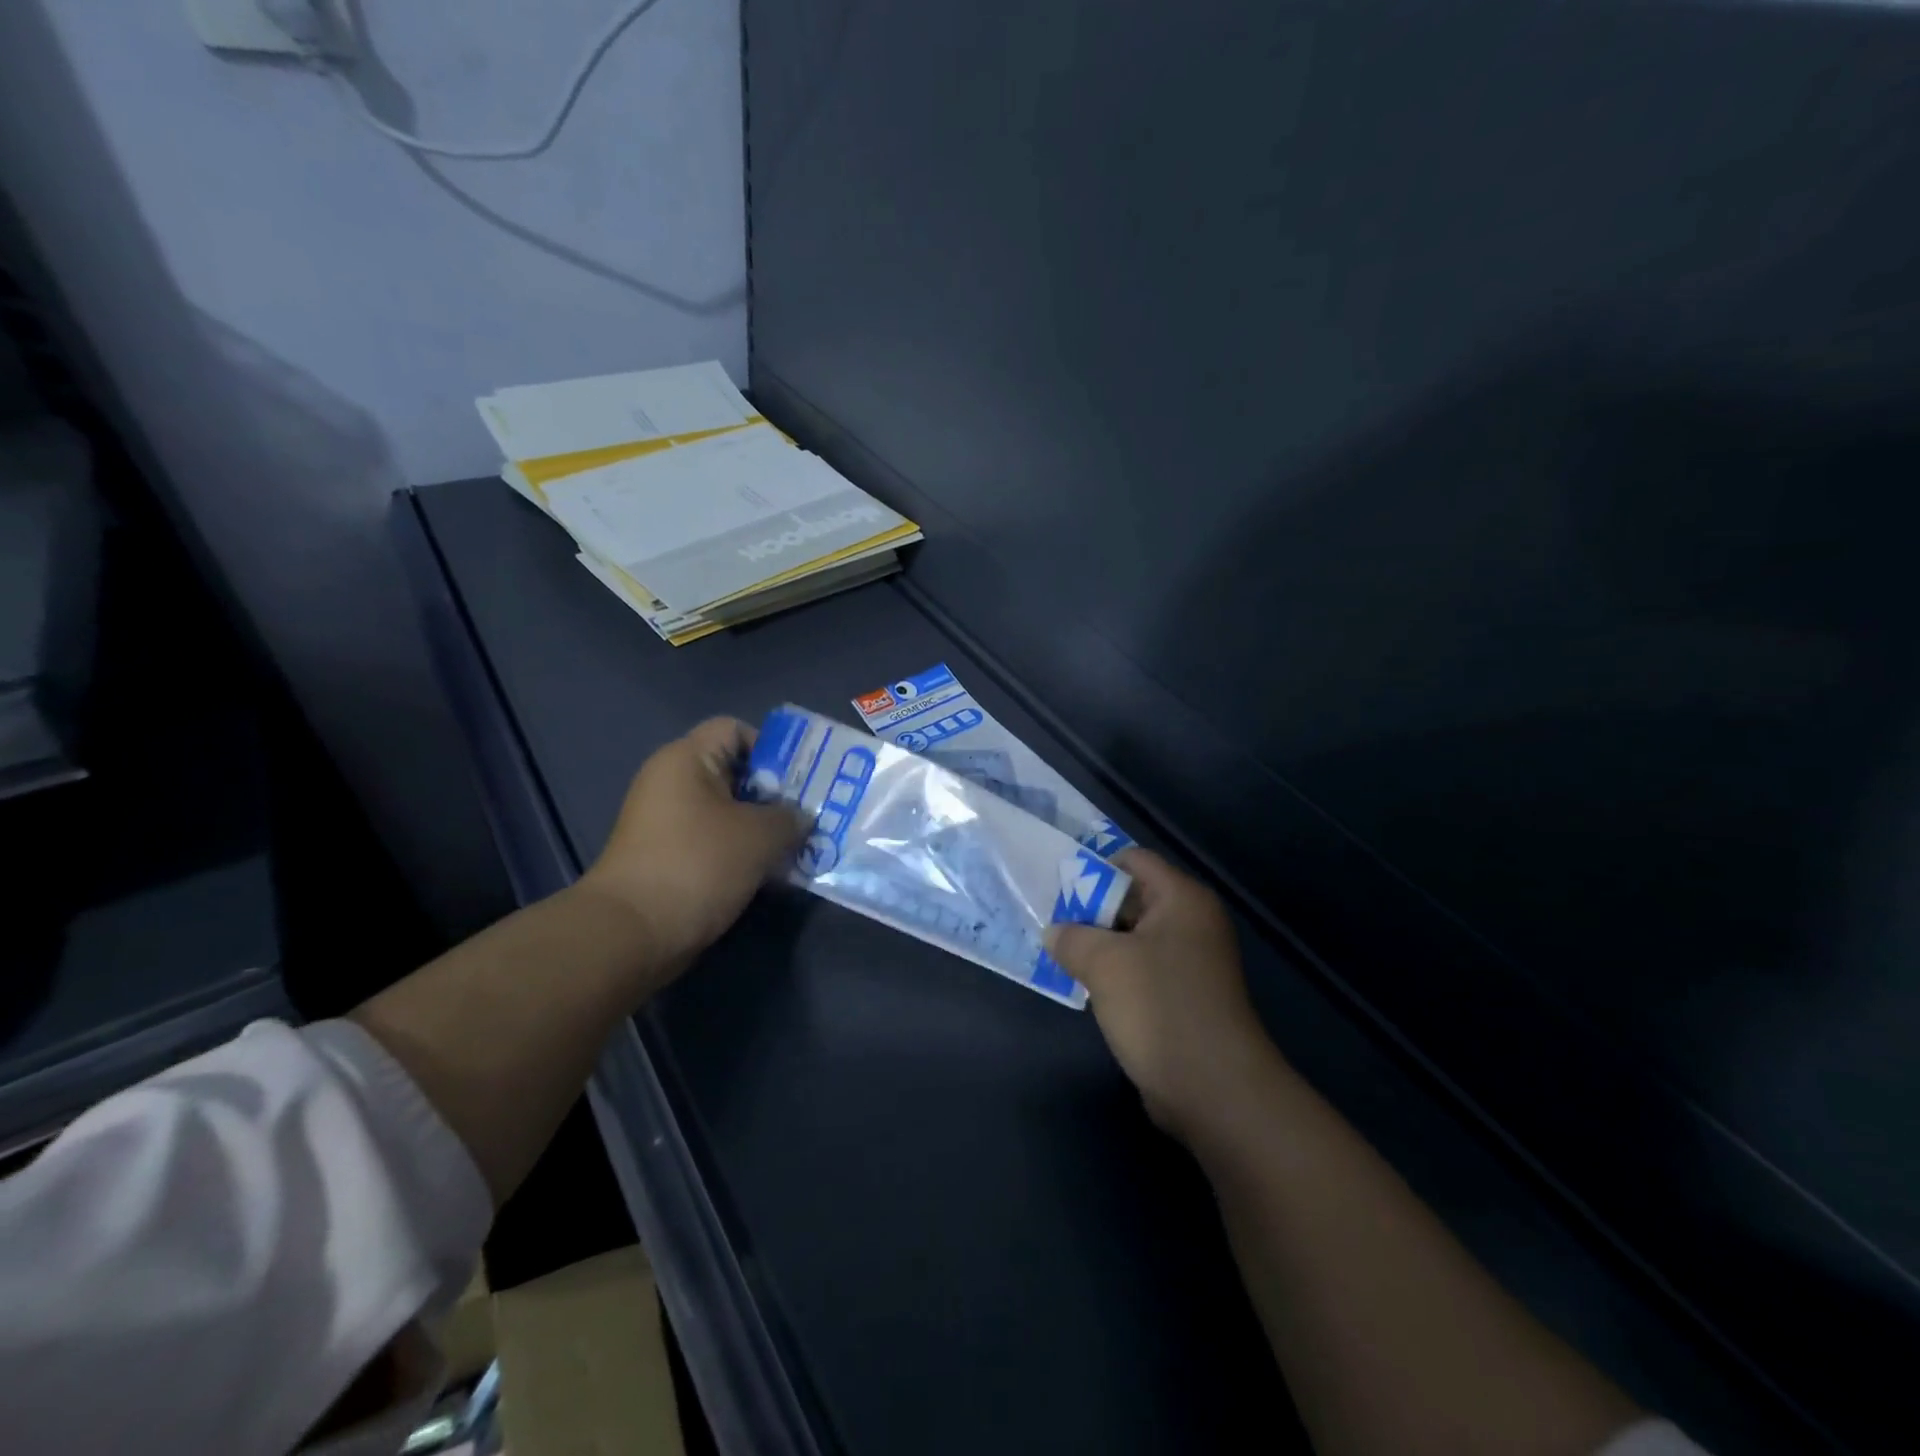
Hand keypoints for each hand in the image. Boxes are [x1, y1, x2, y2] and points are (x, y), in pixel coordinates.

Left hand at [579, 717, 806, 965]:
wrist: (632, 934)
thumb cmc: (697, 865)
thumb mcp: (759, 835)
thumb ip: (790, 817)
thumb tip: (800, 818)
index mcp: (686, 760)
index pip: (735, 730)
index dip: (772, 748)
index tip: (801, 781)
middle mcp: (673, 784)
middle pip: (736, 773)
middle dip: (777, 794)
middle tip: (812, 814)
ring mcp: (669, 824)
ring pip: (730, 812)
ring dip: (764, 828)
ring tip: (800, 847)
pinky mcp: (670, 859)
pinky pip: (717, 843)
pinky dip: (744, 853)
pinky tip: (773, 873)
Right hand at [1047, 848, 1275, 1140]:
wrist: (1214, 1089)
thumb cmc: (1160, 1007)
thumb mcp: (1104, 963)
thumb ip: (1072, 937)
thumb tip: (1054, 932)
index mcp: (1182, 899)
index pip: (1134, 860)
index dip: (1093, 867)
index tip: (1056, 886)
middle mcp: (1192, 922)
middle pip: (1133, 897)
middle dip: (1090, 908)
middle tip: (1049, 920)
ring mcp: (1191, 962)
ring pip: (1134, 937)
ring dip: (1099, 944)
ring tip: (1058, 951)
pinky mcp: (1184, 997)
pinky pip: (1142, 969)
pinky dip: (1114, 973)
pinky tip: (1084, 985)